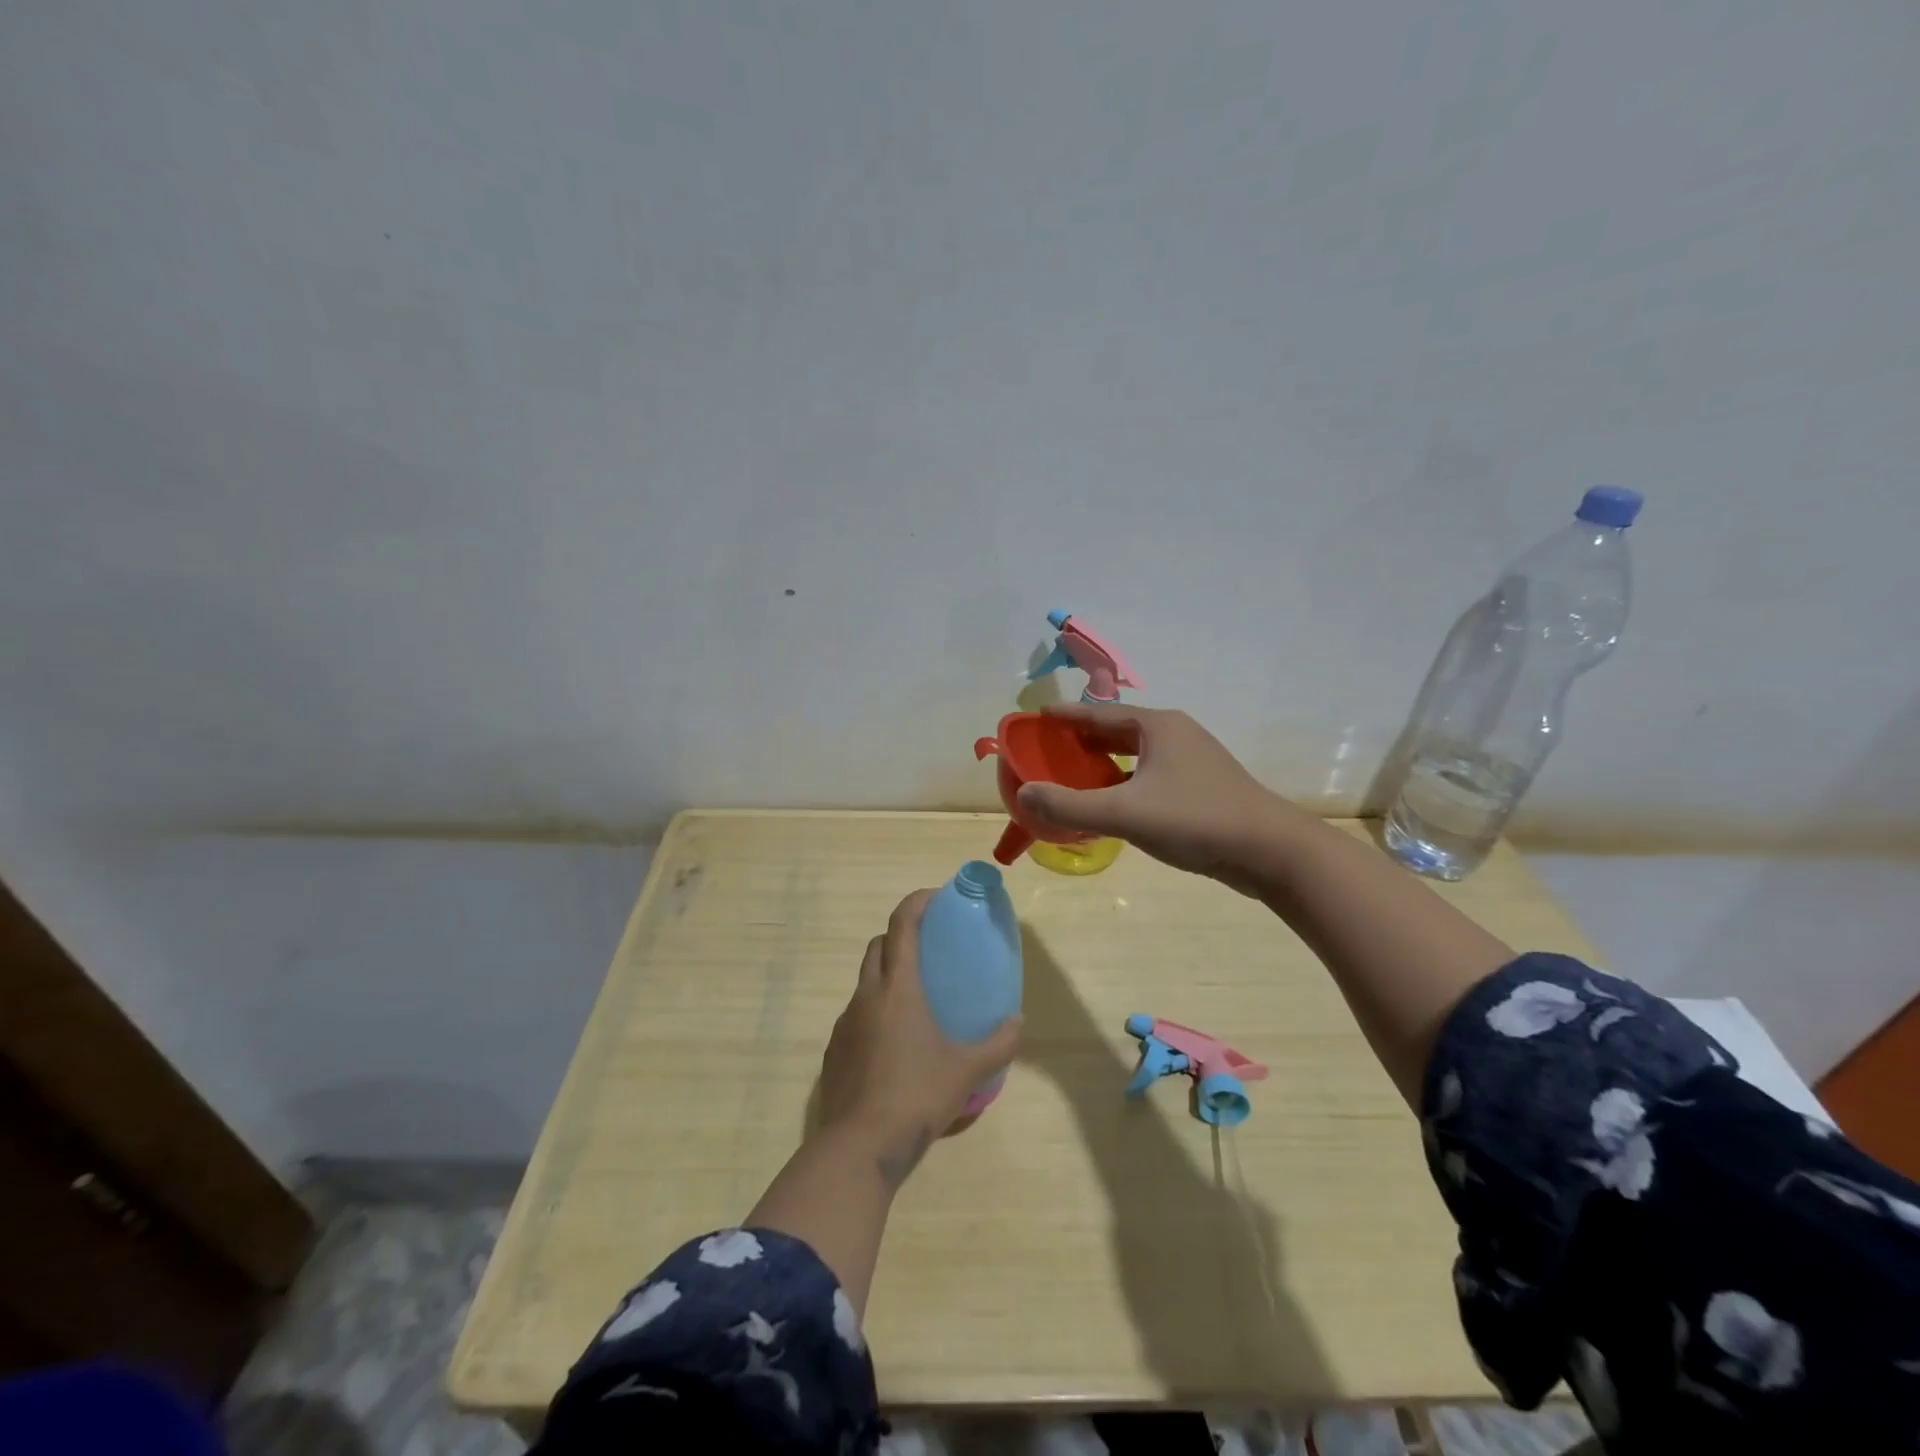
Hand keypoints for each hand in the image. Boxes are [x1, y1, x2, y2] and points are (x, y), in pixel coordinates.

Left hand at [817, 888, 1022, 1183]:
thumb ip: (999, 1044)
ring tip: (915, 1002)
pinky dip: (874, 1012)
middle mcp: (867, 995)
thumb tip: (1019, 1022)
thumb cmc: (916, 1096)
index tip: (936, 898)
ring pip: (865, 981)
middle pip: (878, 945)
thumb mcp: (967, 1071)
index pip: (902, 924)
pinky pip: (855, 1015)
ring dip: (887, 976)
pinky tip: (893, 1045)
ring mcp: (845, 1022)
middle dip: (900, 936)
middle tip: (929, 950)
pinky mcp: (834, 1050)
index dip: (917, 902)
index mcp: (898, 988)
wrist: (859, 1146)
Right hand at [1015, 704, 1289, 891]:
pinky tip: (1112, 805)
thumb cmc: (1195, 820)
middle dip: (1081, 740)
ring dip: (1103, 763)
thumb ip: (1070, 806)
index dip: (1065, 716)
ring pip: (1135, 755)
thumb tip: (1024, 794)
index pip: (1099, 713)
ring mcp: (1192, 760)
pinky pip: (1149, 775)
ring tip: (1072, 777)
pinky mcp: (1201, 787)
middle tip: (1048, 752)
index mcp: (1157, 726)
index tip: (1036, 718)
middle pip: (1116, 730)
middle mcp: (1174, 734)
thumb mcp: (1125, 813)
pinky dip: (1124, 782)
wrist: (1271, 851)